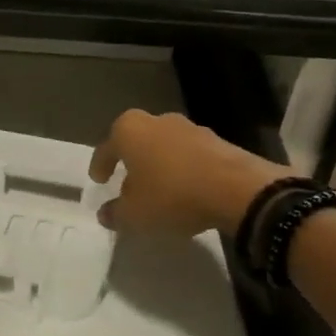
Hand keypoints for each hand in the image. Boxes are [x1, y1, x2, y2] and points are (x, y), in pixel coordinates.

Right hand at [89, 109, 286, 236]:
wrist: (237, 188)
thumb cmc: (172, 195)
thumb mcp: (135, 214)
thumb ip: (115, 213)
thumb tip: (105, 213)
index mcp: (129, 130)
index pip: (106, 148)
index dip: (100, 165)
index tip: (99, 180)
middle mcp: (157, 121)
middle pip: (136, 141)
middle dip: (131, 161)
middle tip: (127, 183)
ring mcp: (189, 127)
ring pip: (164, 146)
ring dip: (159, 164)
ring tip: (159, 189)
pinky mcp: (216, 140)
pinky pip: (189, 155)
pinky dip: (183, 170)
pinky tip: (186, 190)